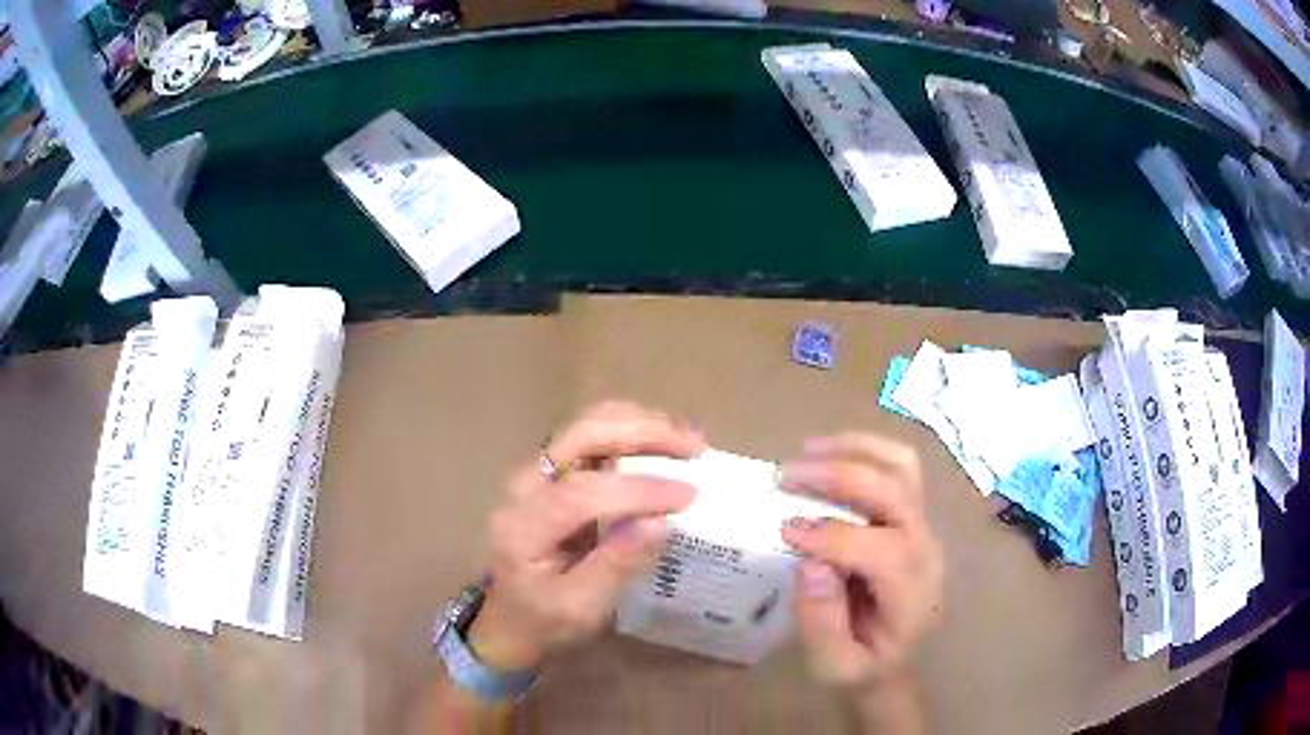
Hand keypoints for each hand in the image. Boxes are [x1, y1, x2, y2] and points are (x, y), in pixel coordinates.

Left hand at [467, 401, 704, 671]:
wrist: (509, 616)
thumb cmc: (544, 620)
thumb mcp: (580, 609)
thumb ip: (616, 566)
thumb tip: (661, 524)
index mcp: (523, 527)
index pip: (581, 493)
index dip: (638, 490)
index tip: (689, 496)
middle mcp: (524, 485)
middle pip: (582, 435)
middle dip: (645, 432)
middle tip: (695, 449)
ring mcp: (536, 471)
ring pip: (589, 422)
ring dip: (642, 423)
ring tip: (688, 441)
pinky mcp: (552, 469)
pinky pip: (593, 433)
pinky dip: (633, 429)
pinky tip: (664, 443)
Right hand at [781, 433, 943, 694]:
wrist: (893, 662)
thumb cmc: (862, 667)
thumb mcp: (835, 665)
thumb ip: (822, 622)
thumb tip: (811, 562)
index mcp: (912, 593)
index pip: (883, 549)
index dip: (834, 535)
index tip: (785, 528)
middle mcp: (926, 550)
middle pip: (896, 494)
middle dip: (840, 477)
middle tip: (786, 476)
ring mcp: (923, 526)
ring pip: (903, 467)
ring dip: (855, 450)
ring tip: (807, 451)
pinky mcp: (912, 515)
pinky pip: (897, 467)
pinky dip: (863, 449)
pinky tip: (829, 453)